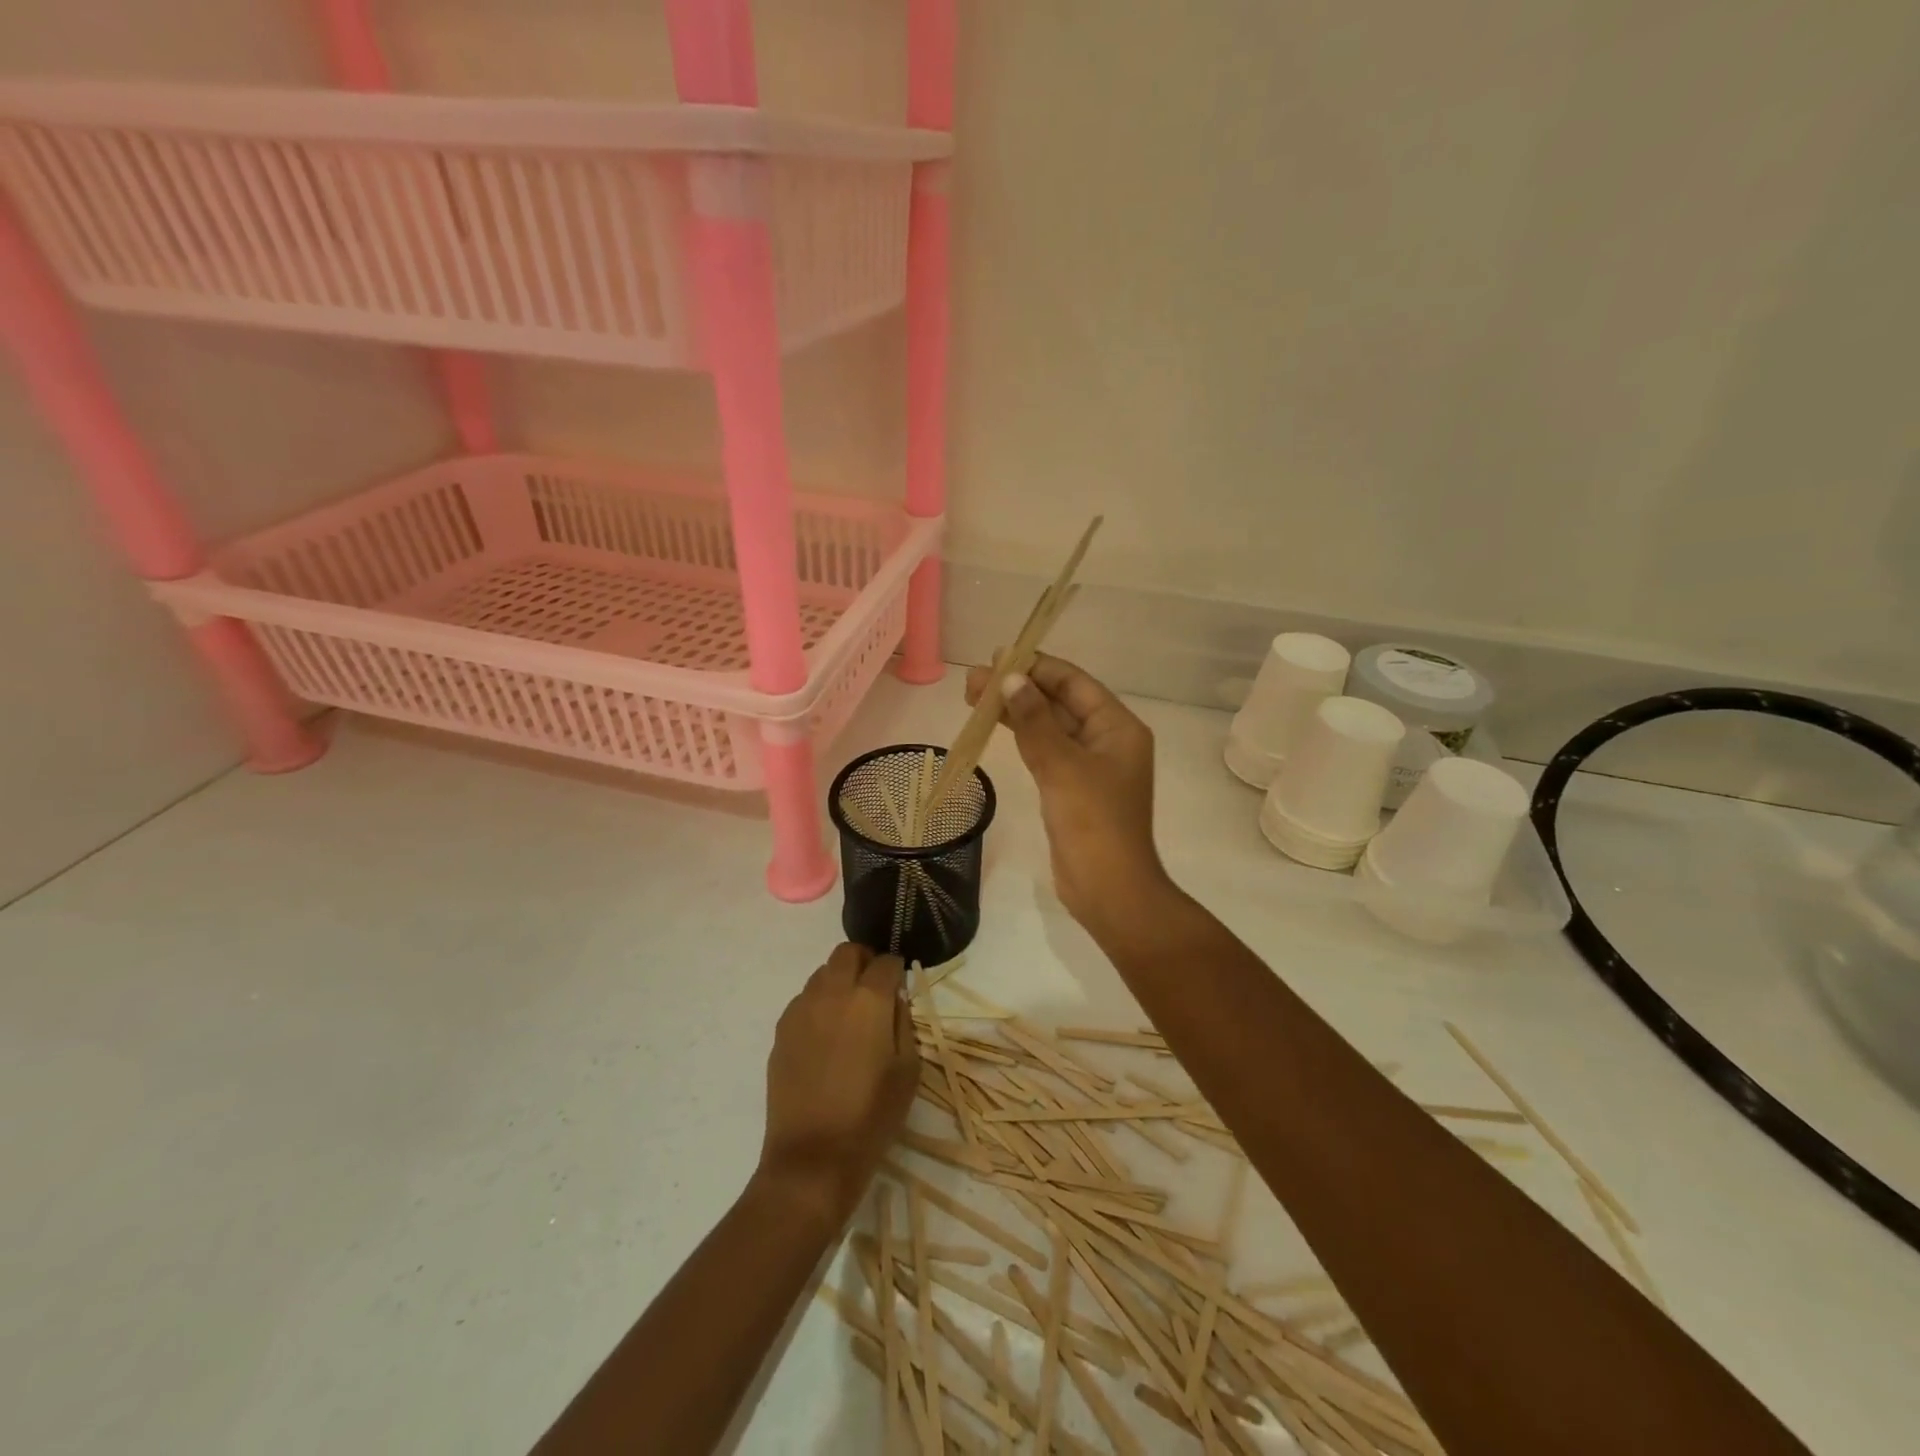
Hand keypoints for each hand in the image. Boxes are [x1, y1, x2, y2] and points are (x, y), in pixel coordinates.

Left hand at [758, 944, 919, 1226]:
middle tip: (875, 989)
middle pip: (847, 952)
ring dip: (840, 981)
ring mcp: (801, 1009)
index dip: (897, 970)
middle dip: (865, 961)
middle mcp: (832, 993)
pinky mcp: (782, 1030)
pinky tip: (826, 1037)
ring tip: (849, 1015)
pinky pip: (804, 1000)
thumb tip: (895, 998)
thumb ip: (904, 1022)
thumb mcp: (908, 1070)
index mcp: (869, 999)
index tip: (900, 986)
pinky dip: (819, 1004)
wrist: (812, 1157)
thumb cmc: (871, 1116)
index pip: (886, 962)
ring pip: (822, 973)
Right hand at [963, 653, 1169, 931]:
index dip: (1038, 667)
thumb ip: (1034, 720)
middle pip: (1059, 702)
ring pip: (1049, 727)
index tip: (1000, 657)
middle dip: (1019, 689)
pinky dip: (1022, 737)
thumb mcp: (1062, 765)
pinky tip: (996, 725)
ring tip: (973, 696)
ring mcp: (1089, 766)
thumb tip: (1011, 679)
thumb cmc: (1093, 822)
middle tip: (974, 679)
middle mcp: (1107, 740)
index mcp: (1118, 727)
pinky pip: (1045, 751)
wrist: (1108, 888)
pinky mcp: (1071, 788)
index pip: (1074, 683)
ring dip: (1016, 712)